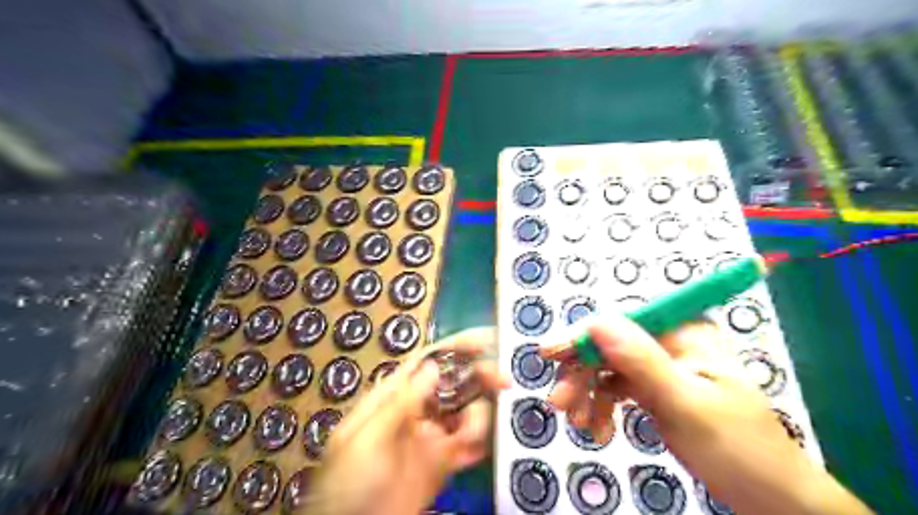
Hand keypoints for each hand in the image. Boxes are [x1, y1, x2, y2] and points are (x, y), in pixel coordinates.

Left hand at [308, 328, 507, 513]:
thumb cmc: (348, 481)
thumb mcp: (367, 440)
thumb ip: (401, 403)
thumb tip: (433, 366)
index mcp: (395, 396)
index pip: (428, 362)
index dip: (456, 348)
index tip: (486, 342)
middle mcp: (418, 410)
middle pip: (454, 383)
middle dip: (480, 376)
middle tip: (504, 381)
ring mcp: (433, 436)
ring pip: (467, 411)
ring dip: (480, 415)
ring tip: (472, 435)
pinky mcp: (444, 463)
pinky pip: (471, 445)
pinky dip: (482, 442)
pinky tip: (481, 446)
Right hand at [544, 314, 873, 513]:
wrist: (769, 498)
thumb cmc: (738, 450)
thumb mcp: (686, 406)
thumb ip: (641, 362)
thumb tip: (597, 322)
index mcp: (684, 332)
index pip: (621, 321)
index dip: (583, 335)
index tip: (549, 354)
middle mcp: (668, 341)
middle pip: (609, 345)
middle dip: (582, 374)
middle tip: (560, 405)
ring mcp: (659, 365)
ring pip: (607, 368)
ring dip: (588, 395)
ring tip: (581, 426)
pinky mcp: (653, 388)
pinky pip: (615, 388)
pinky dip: (601, 407)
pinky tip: (599, 429)